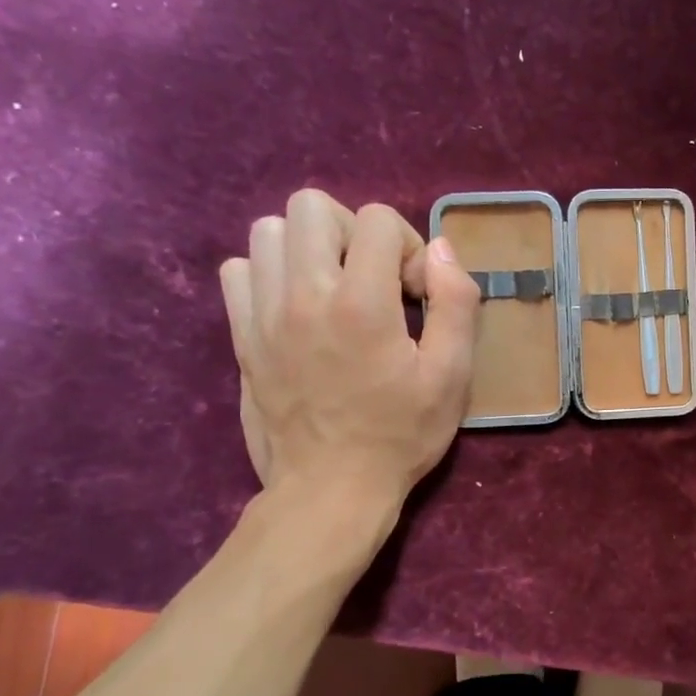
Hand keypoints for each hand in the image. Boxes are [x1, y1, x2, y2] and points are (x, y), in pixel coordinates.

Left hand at [219, 191, 480, 507]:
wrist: (330, 489)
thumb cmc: (400, 434)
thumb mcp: (452, 375)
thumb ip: (456, 302)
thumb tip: (440, 249)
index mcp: (361, 304)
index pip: (378, 220)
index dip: (407, 246)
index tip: (414, 295)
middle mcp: (304, 295)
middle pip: (312, 206)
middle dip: (353, 232)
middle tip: (372, 280)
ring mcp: (263, 313)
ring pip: (269, 230)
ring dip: (309, 247)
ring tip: (333, 289)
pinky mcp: (241, 335)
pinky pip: (239, 270)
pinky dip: (269, 274)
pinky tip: (296, 307)